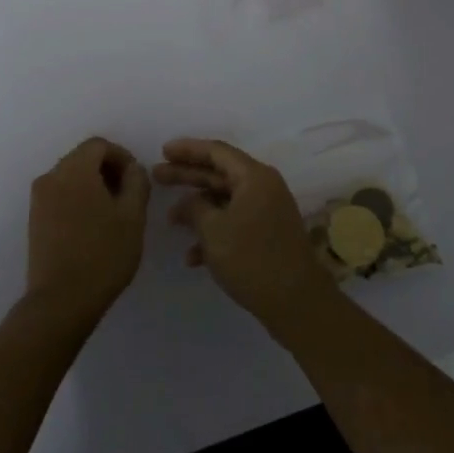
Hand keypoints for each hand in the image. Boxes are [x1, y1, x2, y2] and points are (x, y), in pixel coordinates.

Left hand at [25, 138, 150, 325]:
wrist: (61, 300)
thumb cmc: (103, 255)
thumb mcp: (133, 216)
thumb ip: (137, 182)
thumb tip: (132, 169)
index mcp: (74, 170)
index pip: (99, 145)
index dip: (122, 156)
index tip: (137, 180)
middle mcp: (50, 177)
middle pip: (82, 158)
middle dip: (108, 170)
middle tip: (128, 196)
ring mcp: (38, 199)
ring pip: (71, 177)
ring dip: (93, 185)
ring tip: (113, 214)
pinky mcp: (34, 219)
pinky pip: (60, 195)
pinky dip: (78, 199)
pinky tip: (93, 226)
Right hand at [154, 138, 341, 335]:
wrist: (296, 302)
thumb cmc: (252, 258)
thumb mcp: (213, 230)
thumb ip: (194, 208)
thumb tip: (188, 202)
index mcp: (254, 177)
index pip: (216, 151)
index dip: (187, 149)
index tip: (163, 151)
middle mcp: (263, 187)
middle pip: (219, 174)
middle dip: (187, 176)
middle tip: (157, 176)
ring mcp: (267, 212)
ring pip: (225, 201)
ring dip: (198, 209)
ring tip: (169, 219)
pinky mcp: (267, 235)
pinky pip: (235, 223)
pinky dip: (214, 233)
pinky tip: (192, 257)